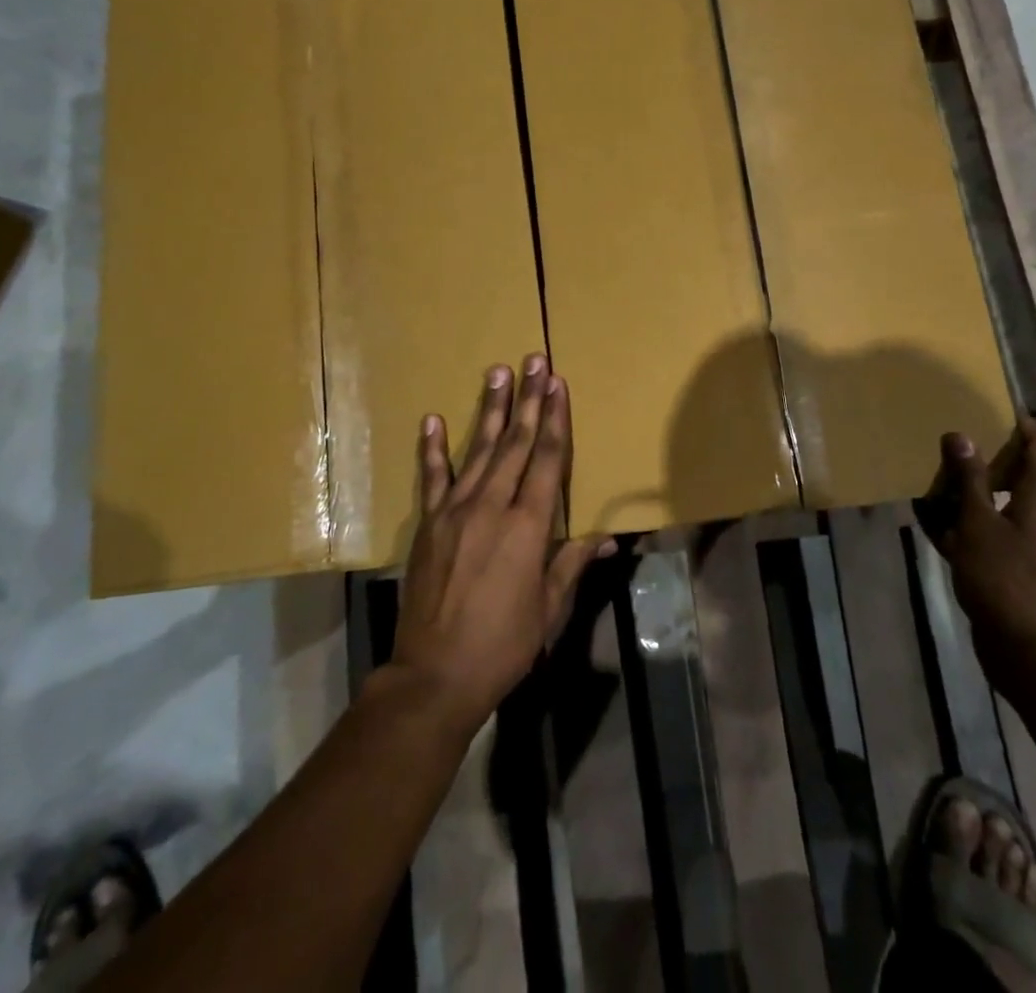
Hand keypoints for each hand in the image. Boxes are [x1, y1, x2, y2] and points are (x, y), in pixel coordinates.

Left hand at [389, 356, 609, 737]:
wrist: (435, 674)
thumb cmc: (504, 644)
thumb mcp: (549, 608)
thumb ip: (572, 563)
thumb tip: (606, 537)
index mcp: (528, 527)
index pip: (548, 460)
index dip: (555, 419)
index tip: (558, 384)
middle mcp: (492, 507)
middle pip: (516, 443)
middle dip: (528, 399)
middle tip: (533, 361)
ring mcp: (455, 512)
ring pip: (479, 450)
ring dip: (491, 410)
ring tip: (497, 373)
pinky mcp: (428, 524)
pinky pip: (432, 478)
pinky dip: (433, 448)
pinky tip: (434, 420)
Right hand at [914, 418, 1035, 706]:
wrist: (1035, 659)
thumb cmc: (1006, 583)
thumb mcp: (978, 526)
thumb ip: (970, 481)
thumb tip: (960, 435)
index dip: (1025, 425)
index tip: (993, 410)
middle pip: (1027, 477)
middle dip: (992, 460)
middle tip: (955, 447)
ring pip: (1008, 508)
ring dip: (977, 496)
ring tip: (938, 486)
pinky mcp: (1025, 576)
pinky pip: (998, 538)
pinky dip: (973, 529)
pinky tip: (939, 531)